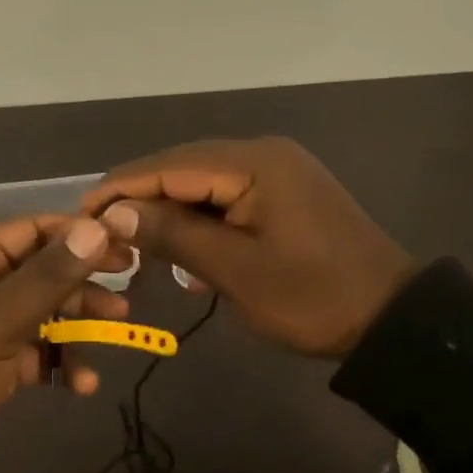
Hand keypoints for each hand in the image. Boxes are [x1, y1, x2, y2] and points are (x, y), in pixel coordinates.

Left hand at [0, 215, 133, 431]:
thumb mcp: (0, 317)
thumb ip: (50, 274)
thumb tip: (96, 227)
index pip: (30, 229)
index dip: (76, 235)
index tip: (121, 246)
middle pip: (39, 270)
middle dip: (82, 282)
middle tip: (126, 288)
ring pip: (40, 310)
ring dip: (77, 323)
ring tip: (118, 329)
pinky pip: (30, 349)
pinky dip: (57, 361)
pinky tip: (82, 384)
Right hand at [82, 137, 417, 356]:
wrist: (391, 319)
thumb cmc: (312, 297)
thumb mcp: (235, 271)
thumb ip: (173, 234)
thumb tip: (115, 212)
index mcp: (254, 163)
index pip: (170, 166)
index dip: (121, 187)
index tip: (80, 212)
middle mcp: (263, 153)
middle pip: (183, 168)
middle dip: (141, 197)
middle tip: (101, 230)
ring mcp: (277, 171)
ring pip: (203, 183)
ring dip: (169, 210)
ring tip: (134, 241)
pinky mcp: (284, 192)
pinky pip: (227, 196)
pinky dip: (200, 219)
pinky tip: (184, 248)